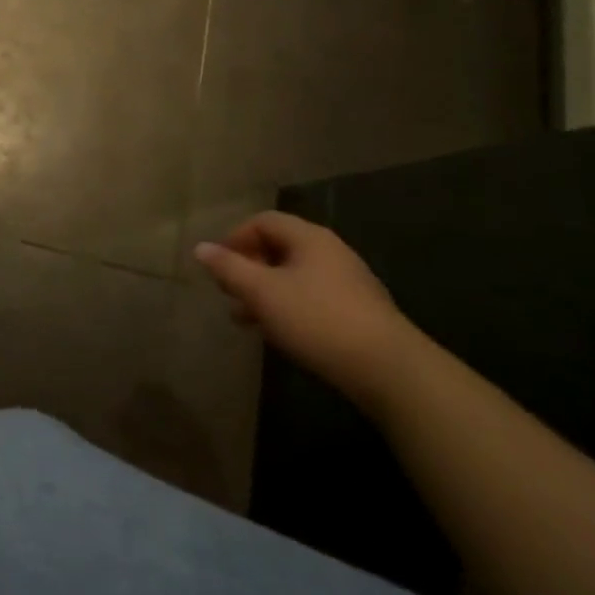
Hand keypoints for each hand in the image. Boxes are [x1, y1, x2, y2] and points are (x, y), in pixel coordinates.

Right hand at [194, 213, 420, 411]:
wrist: (392, 373)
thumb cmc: (318, 320)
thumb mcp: (263, 293)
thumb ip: (229, 268)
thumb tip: (201, 248)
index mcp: (310, 238)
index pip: (263, 221)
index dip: (235, 238)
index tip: (218, 265)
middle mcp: (331, 252)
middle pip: (279, 248)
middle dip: (249, 268)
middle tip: (228, 292)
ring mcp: (350, 284)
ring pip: (295, 277)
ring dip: (266, 292)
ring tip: (246, 319)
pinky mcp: (361, 314)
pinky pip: (314, 299)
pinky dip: (290, 308)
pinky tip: (281, 334)